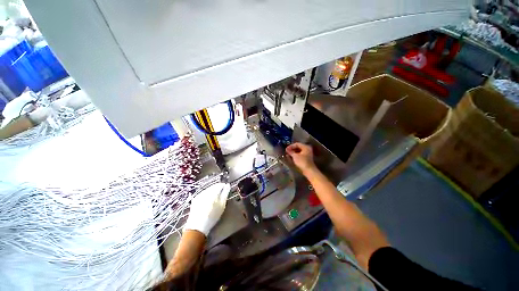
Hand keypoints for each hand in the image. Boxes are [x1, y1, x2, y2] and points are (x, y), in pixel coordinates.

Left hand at [183, 182, 229, 235]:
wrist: (197, 227)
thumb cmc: (212, 216)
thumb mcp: (222, 205)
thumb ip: (225, 194)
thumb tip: (227, 185)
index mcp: (212, 192)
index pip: (220, 185)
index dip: (224, 186)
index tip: (227, 188)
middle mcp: (205, 192)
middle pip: (213, 186)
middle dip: (218, 188)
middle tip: (223, 192)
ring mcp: (199, 195)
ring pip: (208, 189)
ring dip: (213, 190)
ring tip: (216, 196)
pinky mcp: (195, 199)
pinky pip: (204, 193)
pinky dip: (207, 194)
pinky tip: (209, 199)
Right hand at [286, 143, 315, 173]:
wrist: (309, 170)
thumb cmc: (302, 162)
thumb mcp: (295, 156)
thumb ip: (290, 152)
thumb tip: (287, 149)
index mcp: (305, 147)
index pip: (297, 144)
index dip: (291, 146)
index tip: (286, 149)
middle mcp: (307, 149)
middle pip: (298, 147)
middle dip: (292, 149)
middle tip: (287, 151)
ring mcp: (307, 154)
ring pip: (299, 151)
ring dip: (293, 152)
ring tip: (288, 154)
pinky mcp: (306, 158)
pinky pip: (300, 154)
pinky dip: (296, 155)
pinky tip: (292, 157)